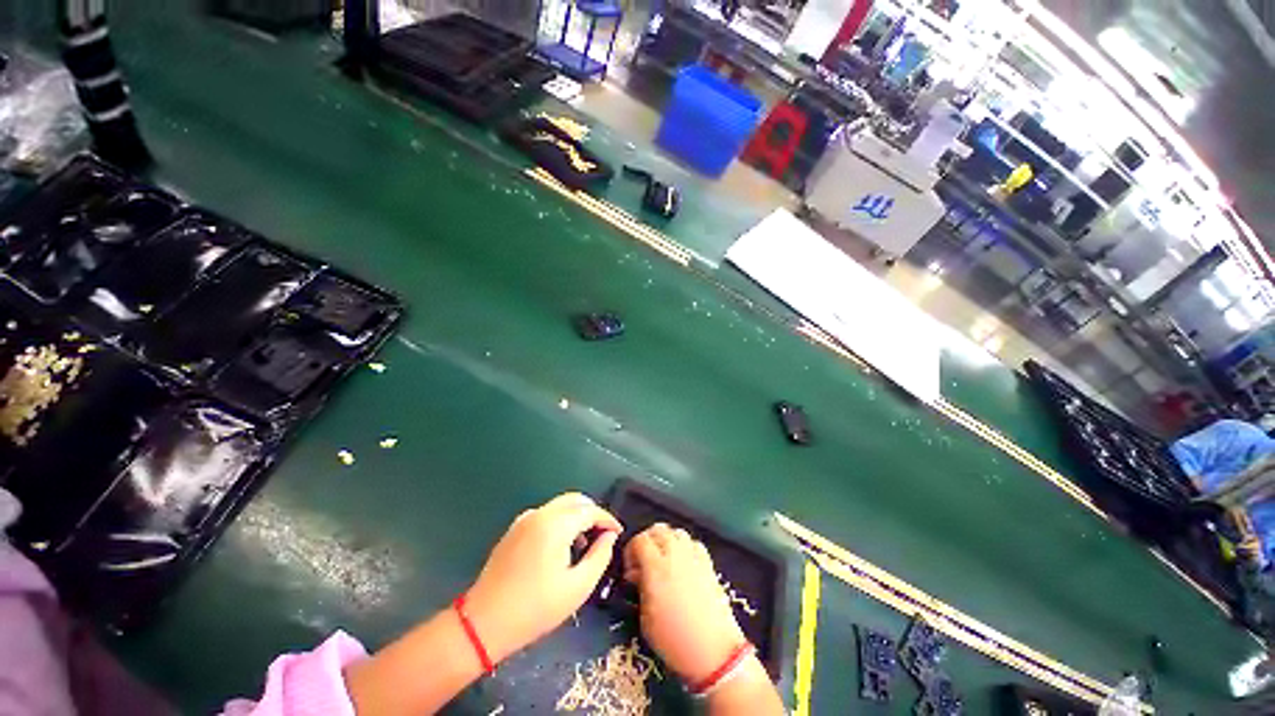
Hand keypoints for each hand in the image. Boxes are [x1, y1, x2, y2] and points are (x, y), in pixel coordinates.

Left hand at [466, 493, 620, 661]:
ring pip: (560, 505)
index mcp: (556, 524)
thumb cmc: (535, 608)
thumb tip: (609, 536)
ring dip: (577, 516)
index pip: (590, 511)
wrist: (484, 623)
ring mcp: (525, 519)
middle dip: (593, 513)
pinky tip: (561, 546)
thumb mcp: (577, 587)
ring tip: (585, 543)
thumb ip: (600, 556)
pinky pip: (546, 514)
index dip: (608, 519)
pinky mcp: (515, 529)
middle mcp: (540, 513)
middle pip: (575, 500)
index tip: (618, 533)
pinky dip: (560, 521)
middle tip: (604, 534)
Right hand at [623, 523, 746, 684]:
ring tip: (663, 561)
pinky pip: (693, 543)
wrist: (713, 650)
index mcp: (655, 566)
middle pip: (658, 530)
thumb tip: (637, 573)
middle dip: (647, 541)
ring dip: (666, 541)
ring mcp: (694, 556)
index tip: (630, 569)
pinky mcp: (708, 563)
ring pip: (676, 532)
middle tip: (643, 562)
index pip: (639, 540)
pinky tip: (683, 564)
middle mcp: (675, 554)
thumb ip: (640, 587)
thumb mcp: (645, 617)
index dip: (631, 551)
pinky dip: (685, 547)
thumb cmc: (673, 639)